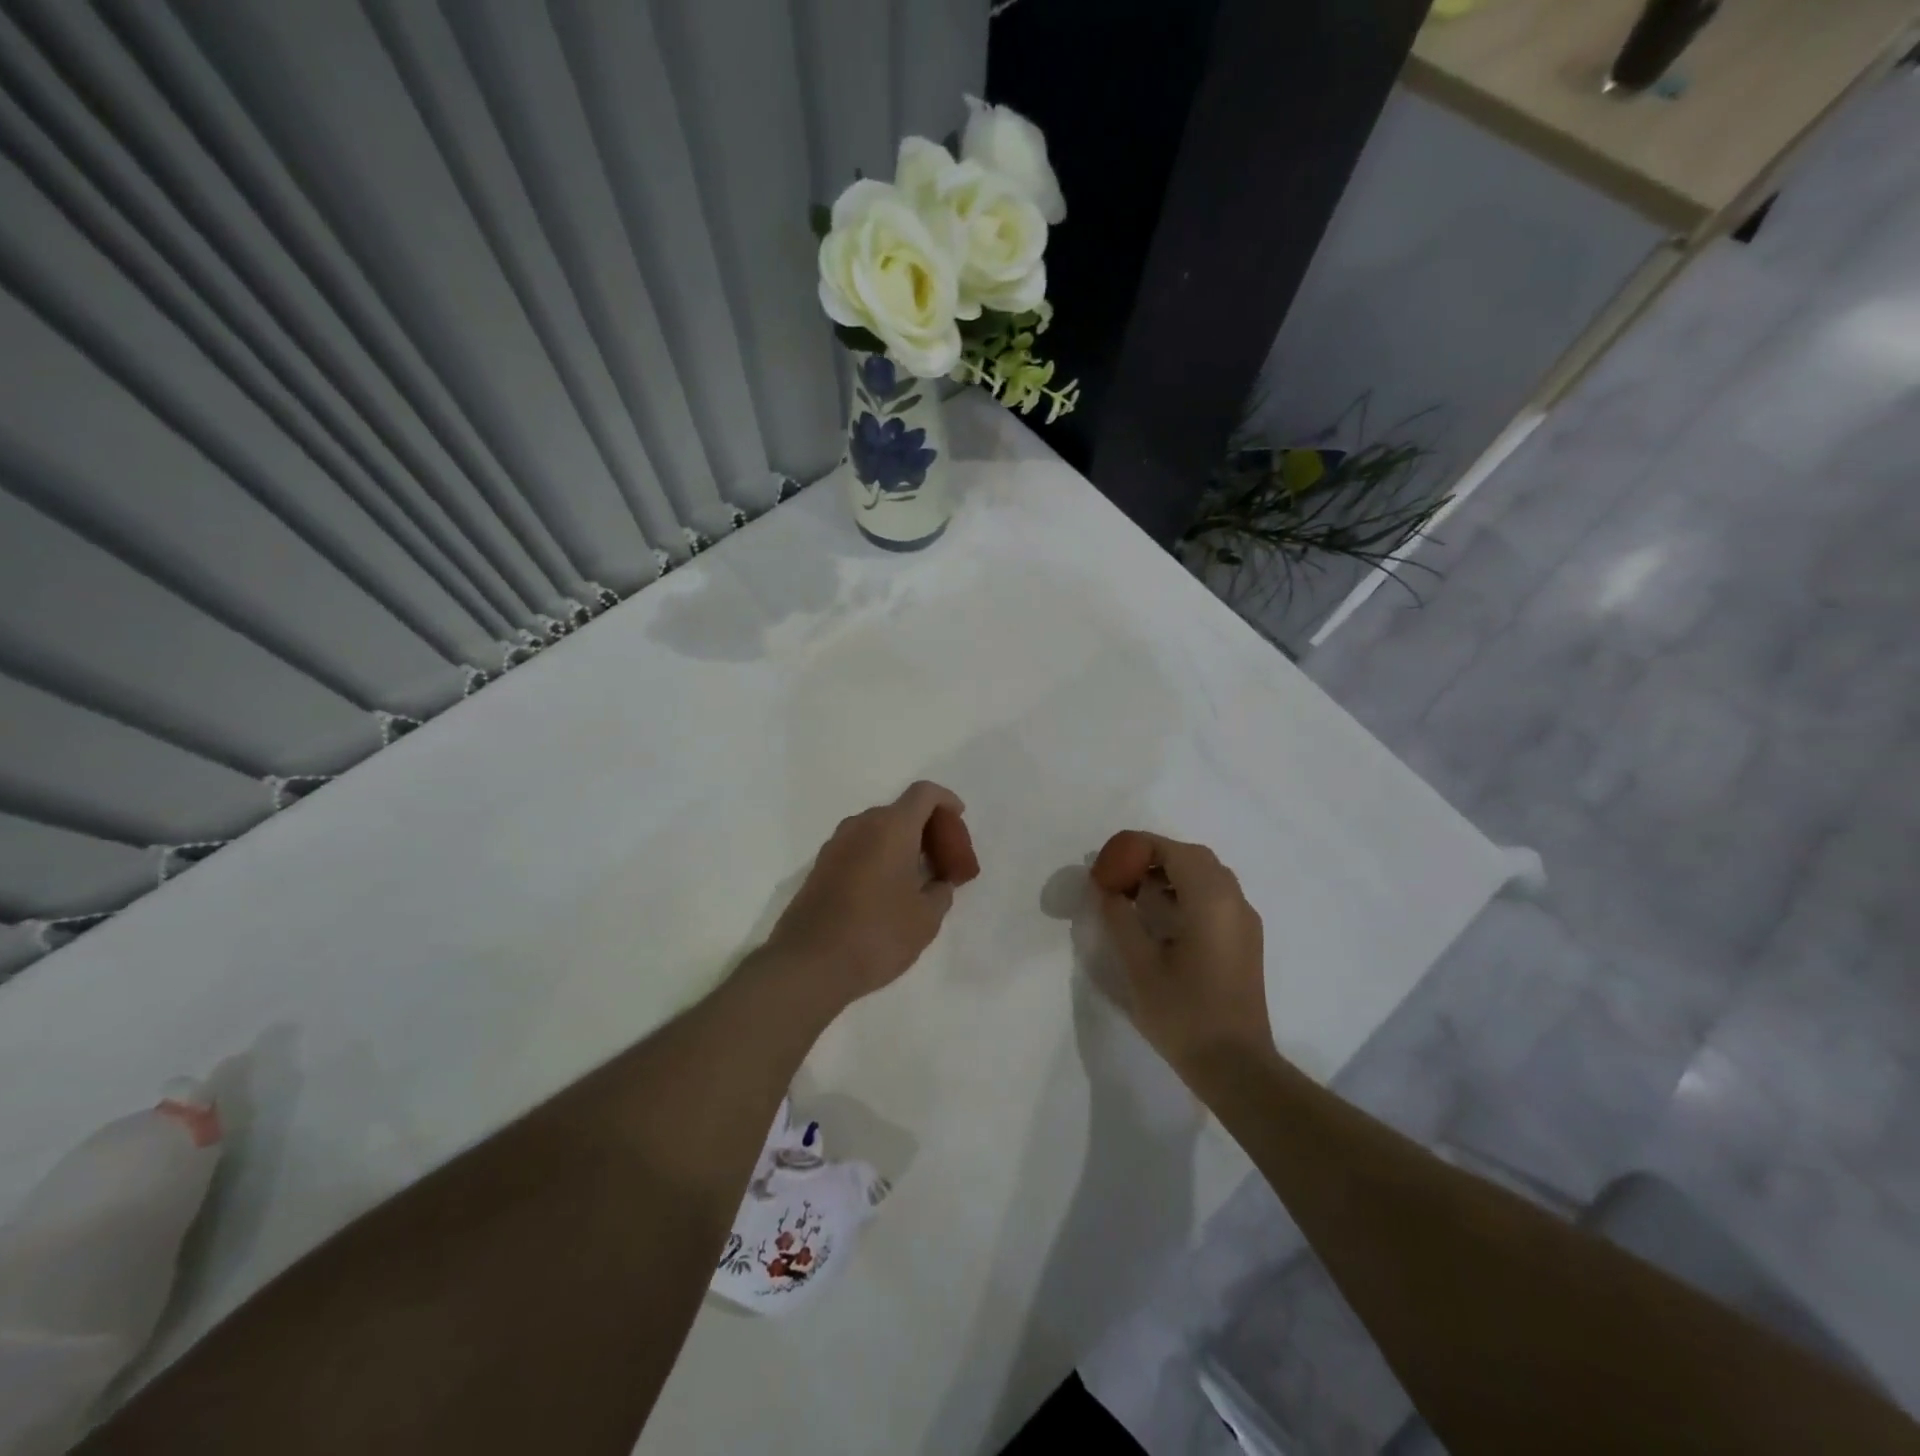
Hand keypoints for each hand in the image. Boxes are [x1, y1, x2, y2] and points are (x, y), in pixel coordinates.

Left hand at [763, 781, 969, 1007]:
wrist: (808, 964)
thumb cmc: (877, 935)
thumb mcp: (926, 918)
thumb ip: (940, 891)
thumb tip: (937, 882)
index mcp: (891, 828)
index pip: (924, 794)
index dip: (946, 801)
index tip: (959, 821)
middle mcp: (861, 826)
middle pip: (900, 811)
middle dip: (926, 828)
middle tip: (943, 860)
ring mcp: (835, 845)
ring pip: (877, 830)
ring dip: (901, 844)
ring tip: (917, 879)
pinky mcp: (820, 867)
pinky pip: (859, 848)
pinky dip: (879, 857)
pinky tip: (887, 892)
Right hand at [1092, 833, 1272, 1078]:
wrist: (1236, 1066)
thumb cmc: (1183, 1014)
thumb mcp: (1139, 965)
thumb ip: (1119, 918)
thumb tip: (1106, 888)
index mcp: (1210, 900)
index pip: (1174, 851)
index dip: (1139, 846)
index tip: (1109, 859)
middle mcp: (1234, 901)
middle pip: (1194, 858)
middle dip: (1156, 857)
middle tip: (1121, 874)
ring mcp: (1245, 921)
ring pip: (1209, 876)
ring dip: (1173, 874)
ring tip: (1137, 895)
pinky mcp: (1246, 940)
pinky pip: (1218, 897)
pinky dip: (1189, 891)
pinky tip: (1164, 918)